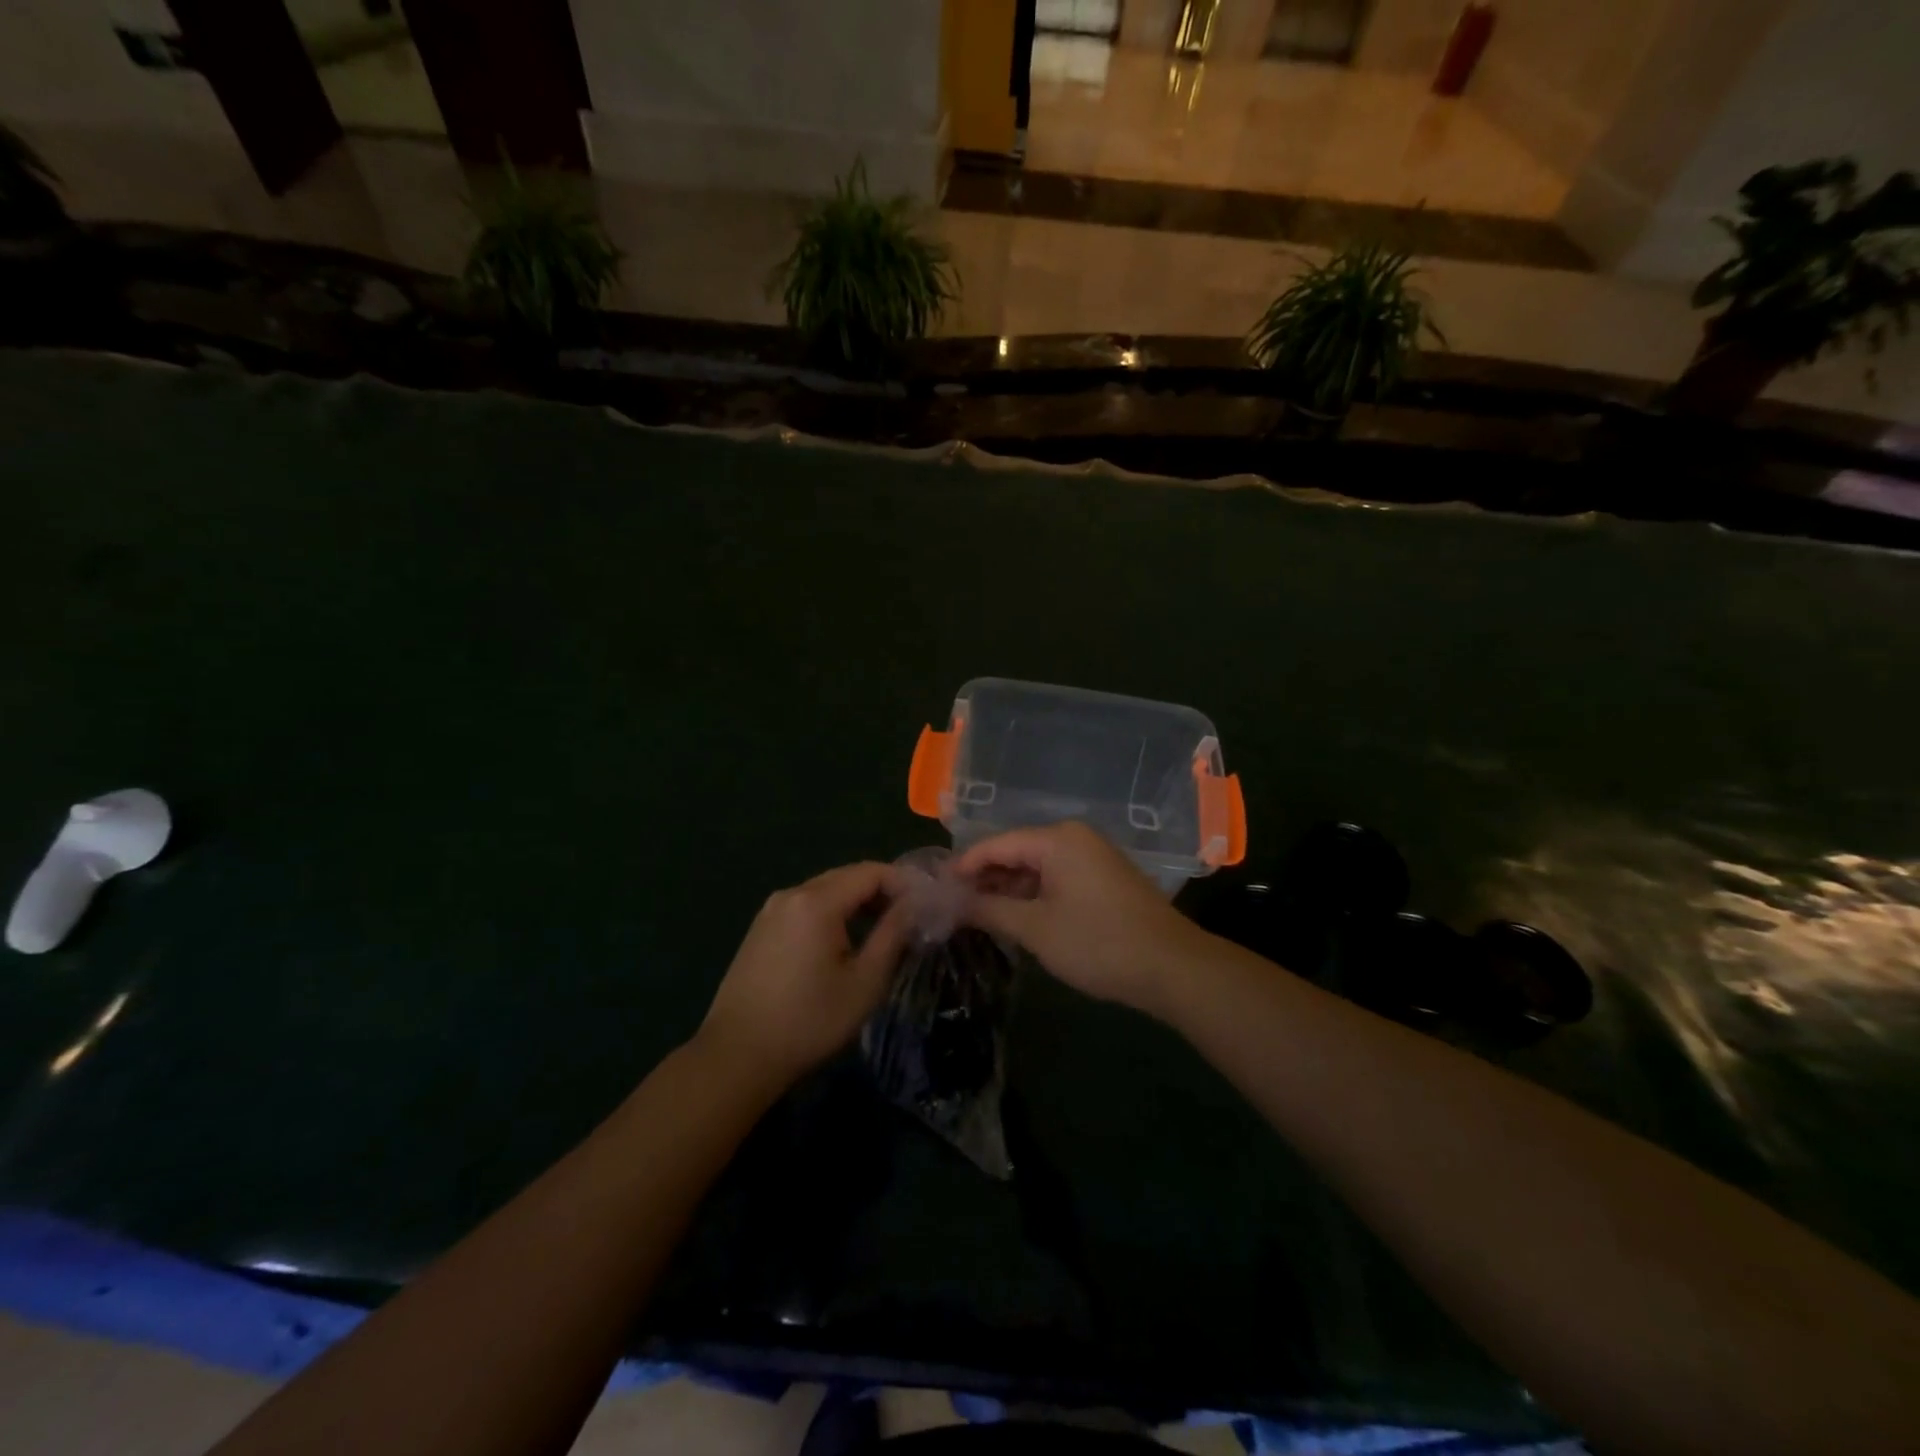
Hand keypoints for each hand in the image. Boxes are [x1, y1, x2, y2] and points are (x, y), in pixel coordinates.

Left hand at [697, 862, 912, 1091]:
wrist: (737, 1056)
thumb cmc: (810, 1021)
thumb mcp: (865, 981)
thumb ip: (893, 934)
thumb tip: (915, 904)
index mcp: (817, 901)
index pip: (871, 872)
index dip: (903, 883)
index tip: (926, 905)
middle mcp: (792, 894)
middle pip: (847, 876)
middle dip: (882, 891)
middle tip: (910, 918)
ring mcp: (771, 910)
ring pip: (826, 891)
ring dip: (857, 902)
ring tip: (883, 930)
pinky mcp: (761, 929)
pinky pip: (806, 906)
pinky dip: (832, 913)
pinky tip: (844, 941)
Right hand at [955, 821, 1207, 1017]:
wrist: (1172, 967)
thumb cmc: (1097, 943)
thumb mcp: (1035, 928)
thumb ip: (989, 909)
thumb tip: (951, 901)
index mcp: (1056, 838)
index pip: (995, 844)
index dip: (963, 867)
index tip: (935, 889)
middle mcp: (1074, 837)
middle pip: (1016, 851)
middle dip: (984, 879)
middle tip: (952, 906)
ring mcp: (1093, 856)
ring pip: (1036, 866)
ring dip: (1008, 889)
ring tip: (977, 916)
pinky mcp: (1104, 877)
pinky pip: (1057, 877)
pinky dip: (1034, 894)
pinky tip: (1015, 917)